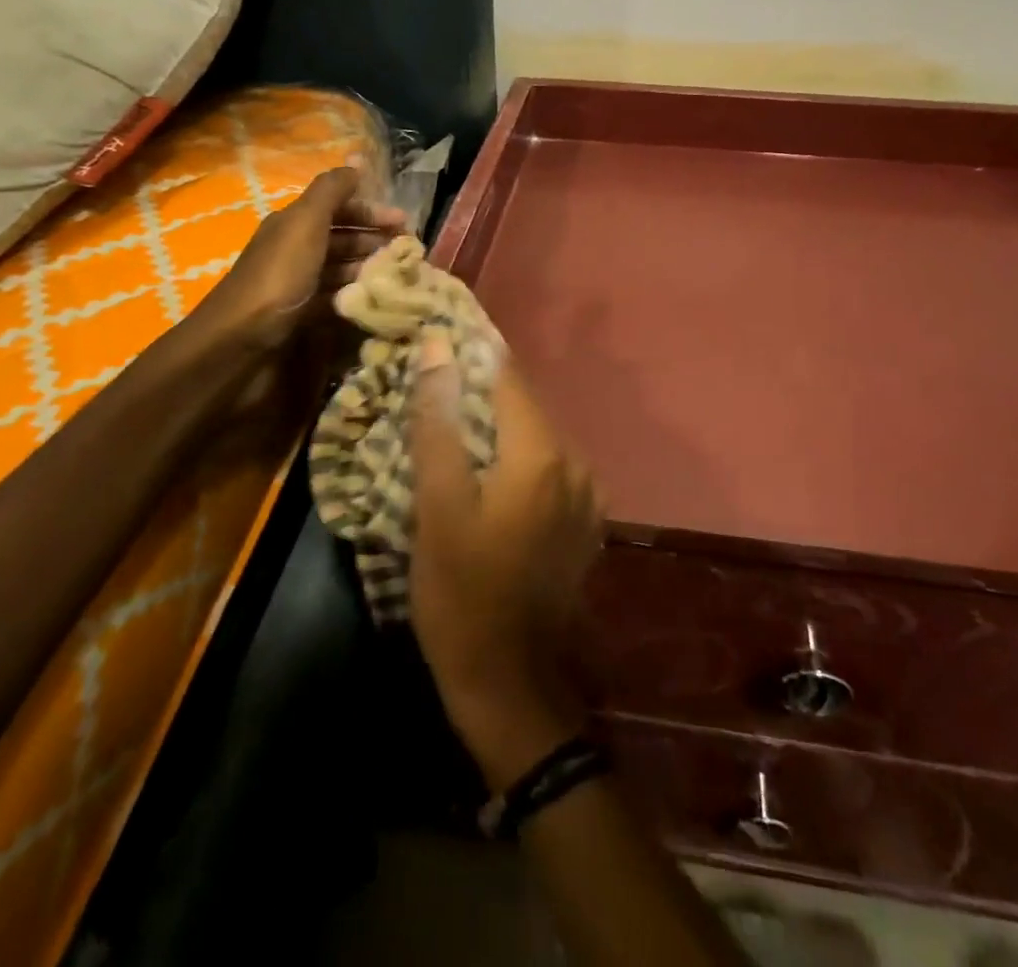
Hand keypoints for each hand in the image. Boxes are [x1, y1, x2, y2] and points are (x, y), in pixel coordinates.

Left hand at [190, 163, 405, 352]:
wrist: (241, 340)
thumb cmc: (279, 277)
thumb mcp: (305, 224)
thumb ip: (331, 191)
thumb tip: (356, 161)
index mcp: (294, 223)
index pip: (338, 207)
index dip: (371, 210)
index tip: (404, 223)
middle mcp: (295, 248)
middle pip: (341, 237)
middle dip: (375, 239)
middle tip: (408, 251)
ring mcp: (298, 282)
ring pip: (341, 267)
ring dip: (369, 266)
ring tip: (398, 276)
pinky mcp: (301, 313)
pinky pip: (336, 296)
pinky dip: (356, 293)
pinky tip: (375, 298)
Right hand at [407, 335, 603, 789]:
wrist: (510, 683)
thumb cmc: (461, 593)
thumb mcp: (437, 505)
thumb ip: (439, 420)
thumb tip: (438, 346)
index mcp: (541, 451)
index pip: (506, 373)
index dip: (470, 350)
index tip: (435, 334)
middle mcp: (575, 461)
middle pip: (522, 403)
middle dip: (478, 387)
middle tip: (432, 381)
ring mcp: (586, 493)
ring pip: (533, 435)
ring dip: (494, 424)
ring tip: (449, 423)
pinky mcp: (583, 520)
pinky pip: (545, 467)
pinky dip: (513, 457)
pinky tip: (484, 472)